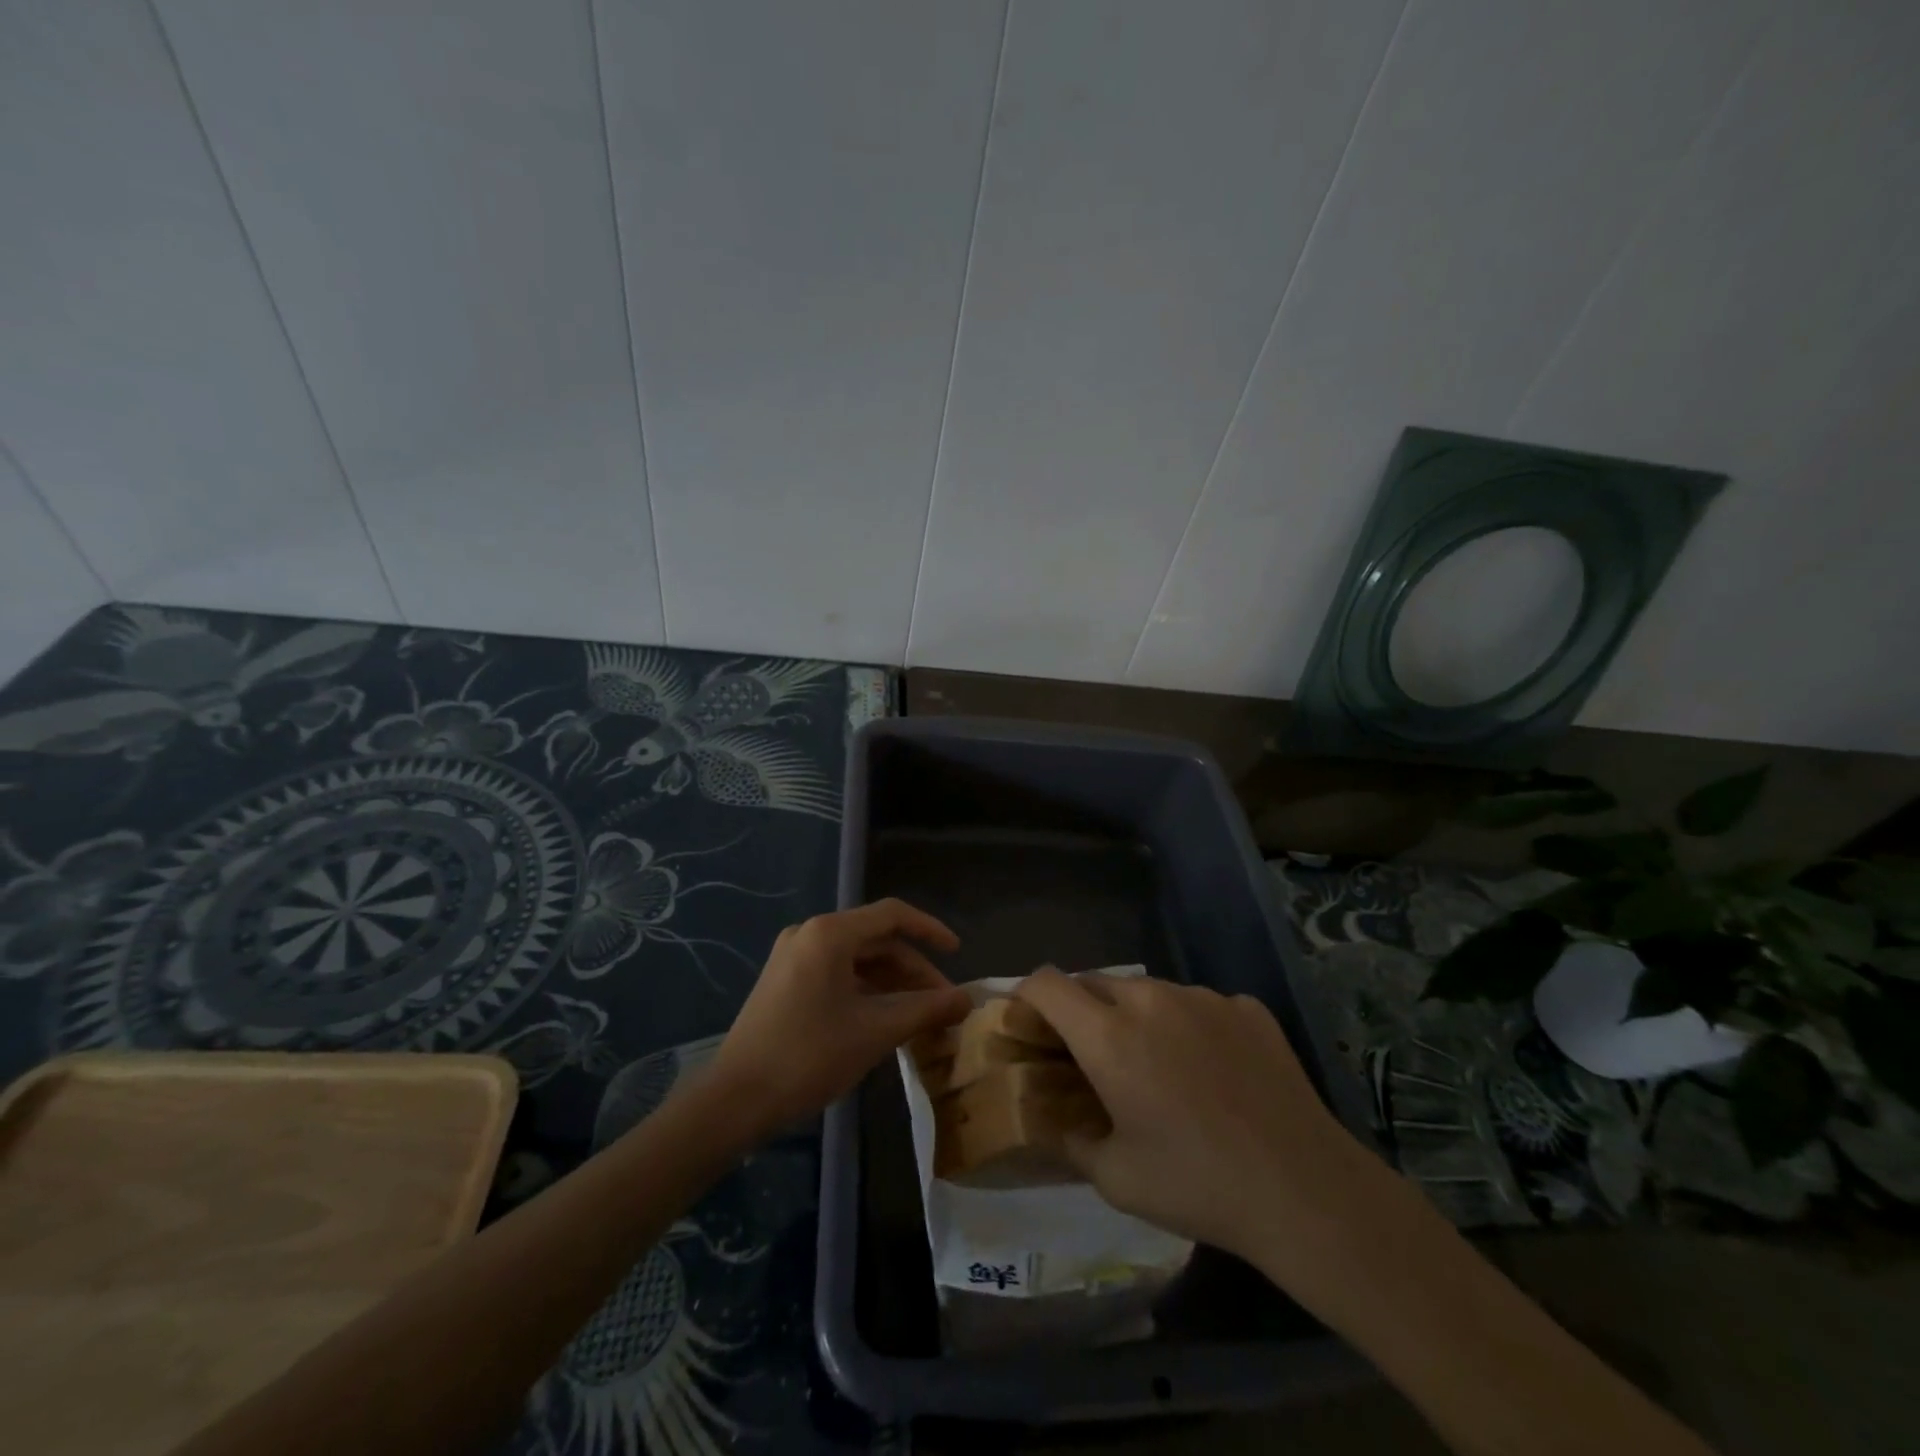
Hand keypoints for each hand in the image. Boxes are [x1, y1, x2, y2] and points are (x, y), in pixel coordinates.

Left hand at [705, 899, 969, 1142]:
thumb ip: (925, 1009)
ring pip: (857, 960)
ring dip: (891, 984)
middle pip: (876, 940)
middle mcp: (810, 934)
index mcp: (829, 933)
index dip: (930, 930)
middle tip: (942, 1003)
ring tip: (920, 1017)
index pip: (893, 915)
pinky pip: (837, 975)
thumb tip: (967, 999)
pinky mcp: (785, 982)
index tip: (957, 953)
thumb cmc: (808, 1056)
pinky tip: (885, 1021)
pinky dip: (866, 992)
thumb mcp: (875, 1031)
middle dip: (913, 969)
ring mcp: (793, 958)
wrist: (734, 1101)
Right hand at [1014, 970, 1401, 1268]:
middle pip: (1094, 982)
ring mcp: (1203, 997)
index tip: (1029, 1025)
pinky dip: (1188, 1026)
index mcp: (1109, 1035)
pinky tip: (1213, 1072)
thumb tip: (1054, 1119)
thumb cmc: (1197, 1184)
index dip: (1027, 996)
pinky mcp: (1246, 1006)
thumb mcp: (1115, 1178)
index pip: (1047, 983)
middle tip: (1091, 1057)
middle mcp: (1151, 999)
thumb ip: (1070, 1139)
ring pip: (1148, 991)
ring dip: (1135, 1016)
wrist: (1305, 1189)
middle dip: (1080, 1011)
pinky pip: (1198, 1004)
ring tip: (1158, 1066)